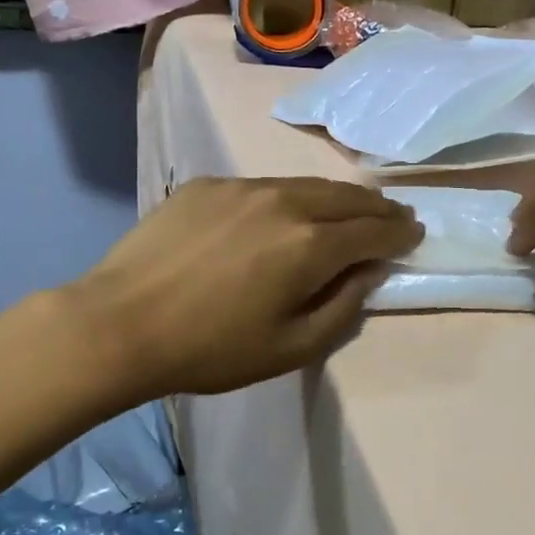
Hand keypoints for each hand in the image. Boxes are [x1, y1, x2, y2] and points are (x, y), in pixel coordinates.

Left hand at [68, 177, 422, 398]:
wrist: (120, 324)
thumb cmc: (211, 349)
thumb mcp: (291, 347)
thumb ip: (342, 307)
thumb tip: (369, 272)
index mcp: (311, 244)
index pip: (373, 230)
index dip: (399, 232)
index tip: (414, 234)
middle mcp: (285, 202)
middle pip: (346, 197)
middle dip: (376, 206)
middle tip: (393, 215)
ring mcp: (242, 187)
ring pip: (306, 185)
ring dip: (336, 197)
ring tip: (349, 208)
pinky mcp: (207, 185)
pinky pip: (263, 187)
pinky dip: (288, 198)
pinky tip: (283, 213)